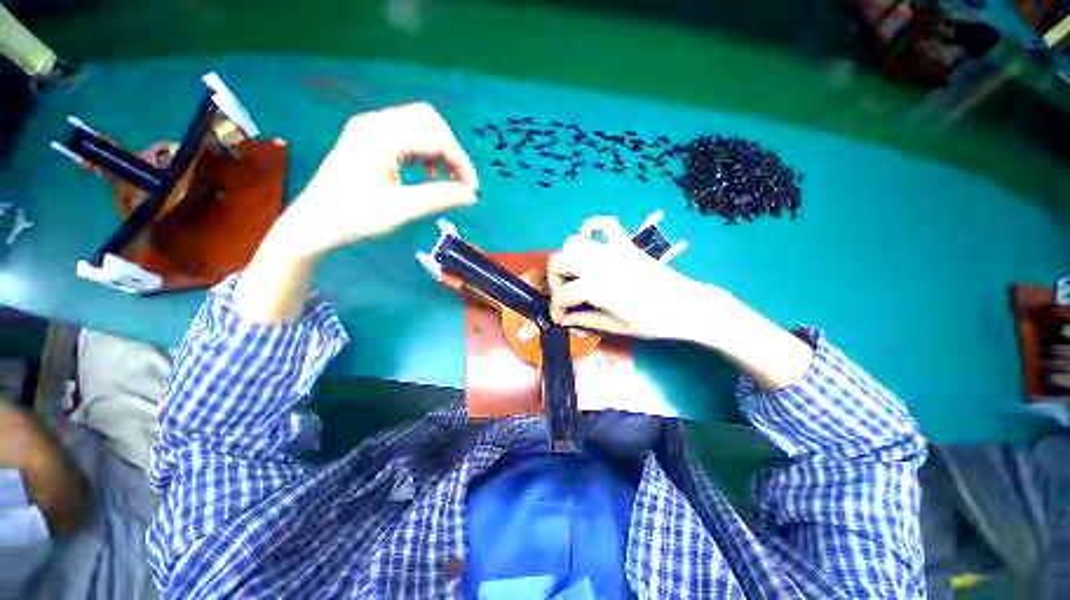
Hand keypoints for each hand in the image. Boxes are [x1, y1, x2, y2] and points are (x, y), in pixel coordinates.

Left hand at [275, 102, 479, 258]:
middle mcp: (375, 125)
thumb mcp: (403, 209)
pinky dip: (423, 152)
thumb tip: (472, 195)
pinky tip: (426, 174)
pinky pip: (405, 136)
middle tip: (459, 180)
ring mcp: (369, 131)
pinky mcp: (367, 141)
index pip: (436, 137)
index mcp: (381, 137)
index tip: (473, 190)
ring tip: (444, 179)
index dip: (461, 162)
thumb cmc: (355, 218)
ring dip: (438, 150)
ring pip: (417, 126)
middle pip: (428, 120)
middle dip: (450, 149)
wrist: (313, 226)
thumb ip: (441, 198)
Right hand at [547, 215, 726, 340]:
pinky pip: (605, 223)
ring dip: (567, 257)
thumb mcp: (617, 327)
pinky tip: (590, 240)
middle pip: (559, 261)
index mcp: (597, 288)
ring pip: (573, 242)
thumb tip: (565, 320)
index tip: (559, 319)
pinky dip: (592, 227)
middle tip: (563, 294)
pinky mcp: (626, 244)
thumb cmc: (654, 322)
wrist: (688, 306)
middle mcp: (599, 264)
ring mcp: (613, 251)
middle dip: (553, 279)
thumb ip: (586, 320)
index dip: (556, 309)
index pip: (563, 294)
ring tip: (574, 272)